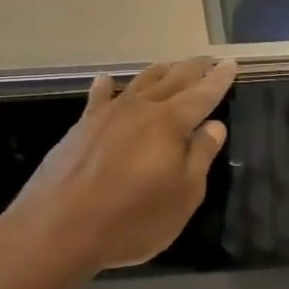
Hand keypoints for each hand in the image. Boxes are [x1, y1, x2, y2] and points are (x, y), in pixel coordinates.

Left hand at [6, 56, 235, 275]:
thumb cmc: (133, 218)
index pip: (203, 94)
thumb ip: (200, 156)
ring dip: (159, 72)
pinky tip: (106, 80)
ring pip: (139, 83)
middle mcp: (141, 109)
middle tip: (208, 59)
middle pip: (173, 80)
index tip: (231, 64)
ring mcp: (107, 116)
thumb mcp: (184, 194)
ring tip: (172, 65)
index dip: (219, 79)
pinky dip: (106, 86)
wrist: (57, 229)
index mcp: (171, 123)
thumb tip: (214, 126)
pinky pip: (99, 98)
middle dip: (193, 69)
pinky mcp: (81, 129)